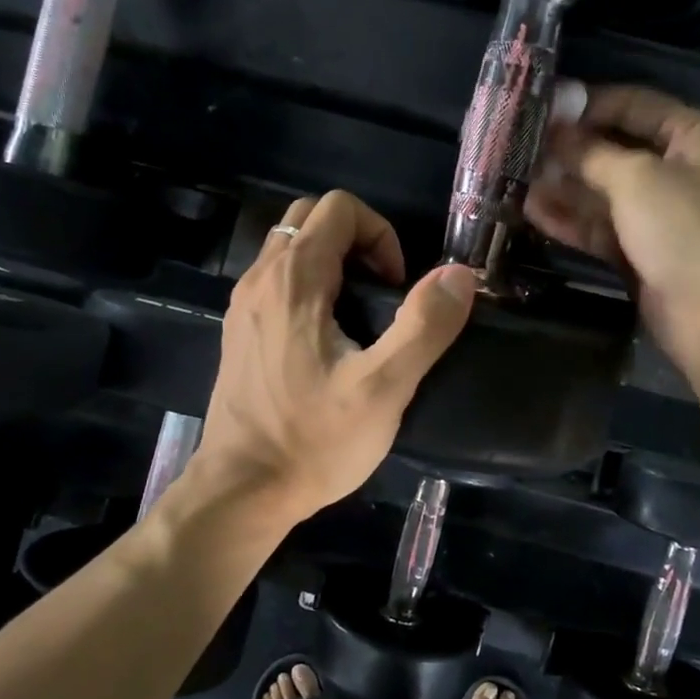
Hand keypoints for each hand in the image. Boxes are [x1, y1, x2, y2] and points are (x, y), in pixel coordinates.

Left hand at [197, 190, 476, 525]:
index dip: (381, 234)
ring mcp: (243, 306)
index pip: (339, 208)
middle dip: (357, 242)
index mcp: (294, 280)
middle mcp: (260, 279)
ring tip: (360, 317)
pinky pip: (276, 281)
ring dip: (332, 263)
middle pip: (311, 218)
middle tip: (382, 295)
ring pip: (290, 249)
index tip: (397, 288)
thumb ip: (424, 325)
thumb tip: (459, 274)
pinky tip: (327, 340)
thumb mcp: (383, 388)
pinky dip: (308, 287)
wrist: (242, 491)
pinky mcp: (239, 332)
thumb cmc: (314, 440)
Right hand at [526, 83, 699, 375]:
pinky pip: (601, 228)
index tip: (541, 109)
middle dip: (569, 151)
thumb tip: (555, 133)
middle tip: (519, 148)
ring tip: (515, 180)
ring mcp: (660, 215)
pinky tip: (531, 212)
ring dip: (563, 187)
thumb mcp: (637, 179)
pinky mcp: (642, 253)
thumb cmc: (687, 229)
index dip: (588, 104)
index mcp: (694, 136)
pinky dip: (571, 221)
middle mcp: (679, 170)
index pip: (635, 105)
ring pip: (603, 193)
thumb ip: (591, 153)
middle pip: (615, 150)